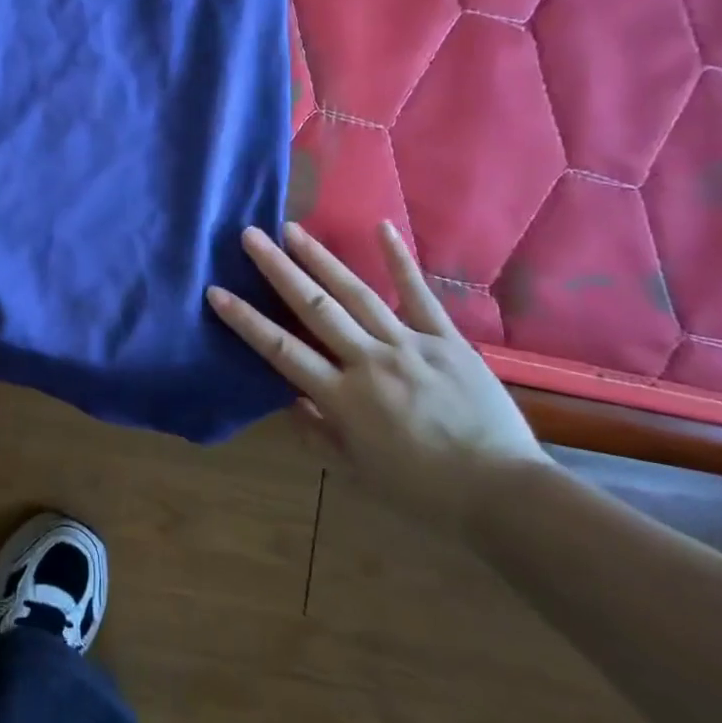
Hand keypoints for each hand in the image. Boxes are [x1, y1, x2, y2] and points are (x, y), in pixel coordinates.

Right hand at [206, 221, 551, 535]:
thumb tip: (289, 400)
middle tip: (250, 235)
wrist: (505, 494)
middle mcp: (369, 362)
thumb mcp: (359, 472)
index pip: (282, 351)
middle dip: (278, 270)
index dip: (246, 320)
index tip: (216, 291)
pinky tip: (382, 228)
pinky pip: (419, 296)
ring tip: (293, 229)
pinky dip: (400, 261)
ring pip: (356, 294)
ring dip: (321, 259)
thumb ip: (319, 433)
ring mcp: (409, 346)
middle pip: (314, 309)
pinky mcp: (446, 341)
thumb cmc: (423, 491)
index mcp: (344, 398)